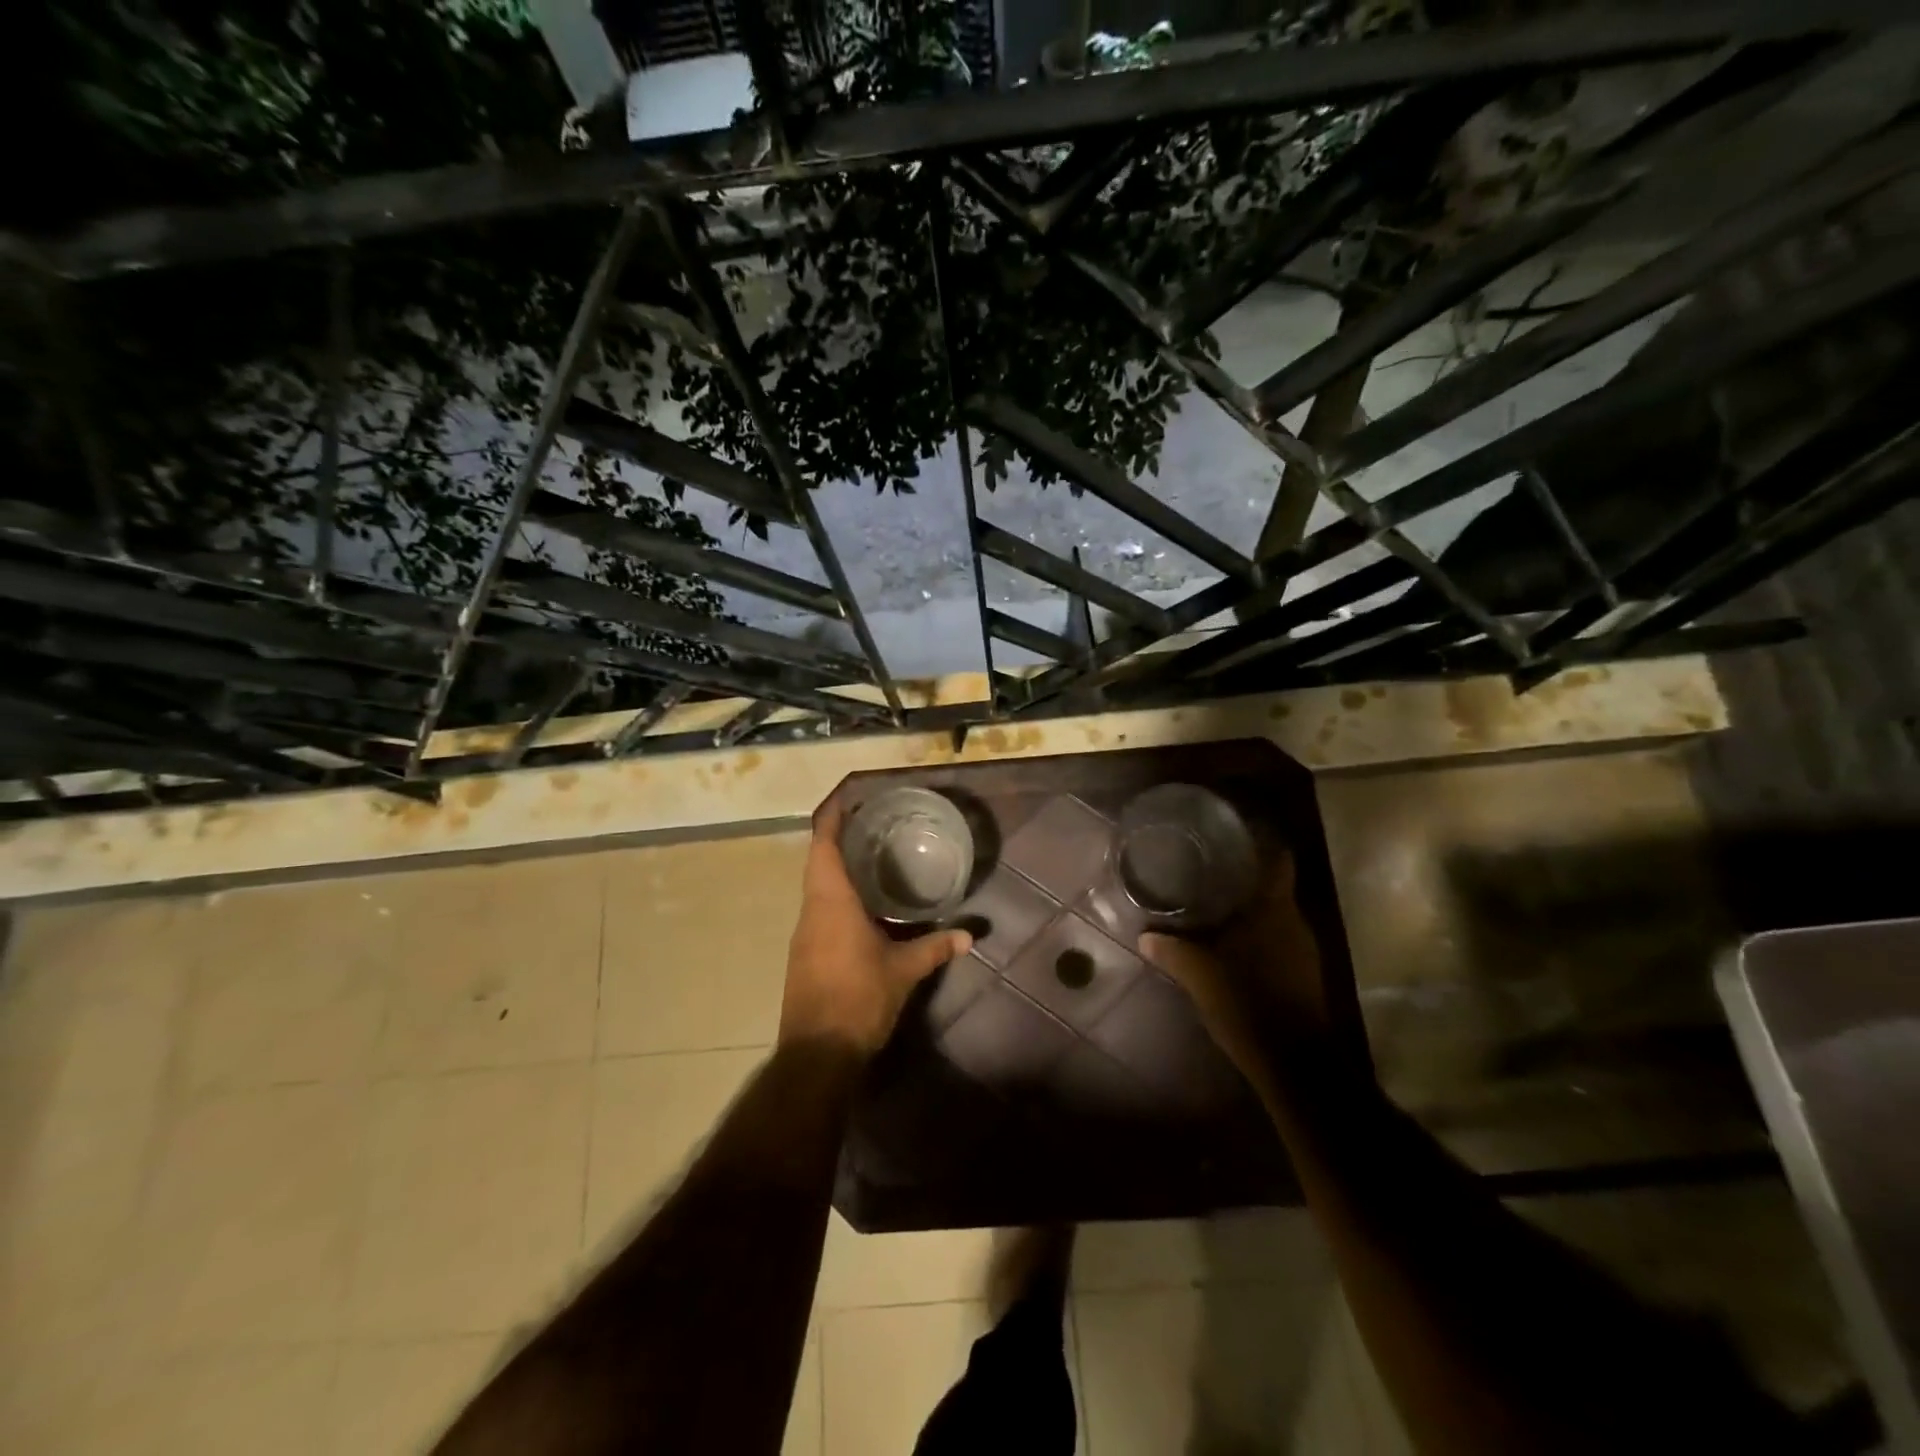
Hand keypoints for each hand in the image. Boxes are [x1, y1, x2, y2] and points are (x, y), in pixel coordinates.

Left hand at [781, 799, 972, 1054]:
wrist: (816, 1054)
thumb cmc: (858, 999)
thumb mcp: (903, 971)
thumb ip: (935, 948)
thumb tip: (969, 935)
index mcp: (830, 902)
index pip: (823, 845)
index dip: (832, 817)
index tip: (847, 797)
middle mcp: (811, 910)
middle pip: (818, 862)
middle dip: (840, 839)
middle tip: (872, 825)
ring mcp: (804, 934)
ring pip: (817, 887)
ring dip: (837, 868)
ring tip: (871, 857)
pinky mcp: (805, 954)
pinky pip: (819, 910)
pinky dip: (837, 895)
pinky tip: (863, 904)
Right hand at [1139, 850, 1327, 1076]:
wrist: (1296, 1064)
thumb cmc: (1248, 1004)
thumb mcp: (1201, 976)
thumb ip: (1173, 951)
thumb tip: (1145, 935)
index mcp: (1274, 910)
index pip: (1278, 860)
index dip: (1261, 842)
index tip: (1235, 833)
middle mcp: (1295, 923)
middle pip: (1273, 888)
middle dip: (1245, 878)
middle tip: (1208, 869)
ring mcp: (1304, 951)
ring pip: (1275, 917)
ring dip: (1251, 911)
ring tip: (1214, 905)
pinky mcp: (1304, 976)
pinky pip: (1279, 941)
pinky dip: (1258, 937)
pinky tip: (1232, 945)